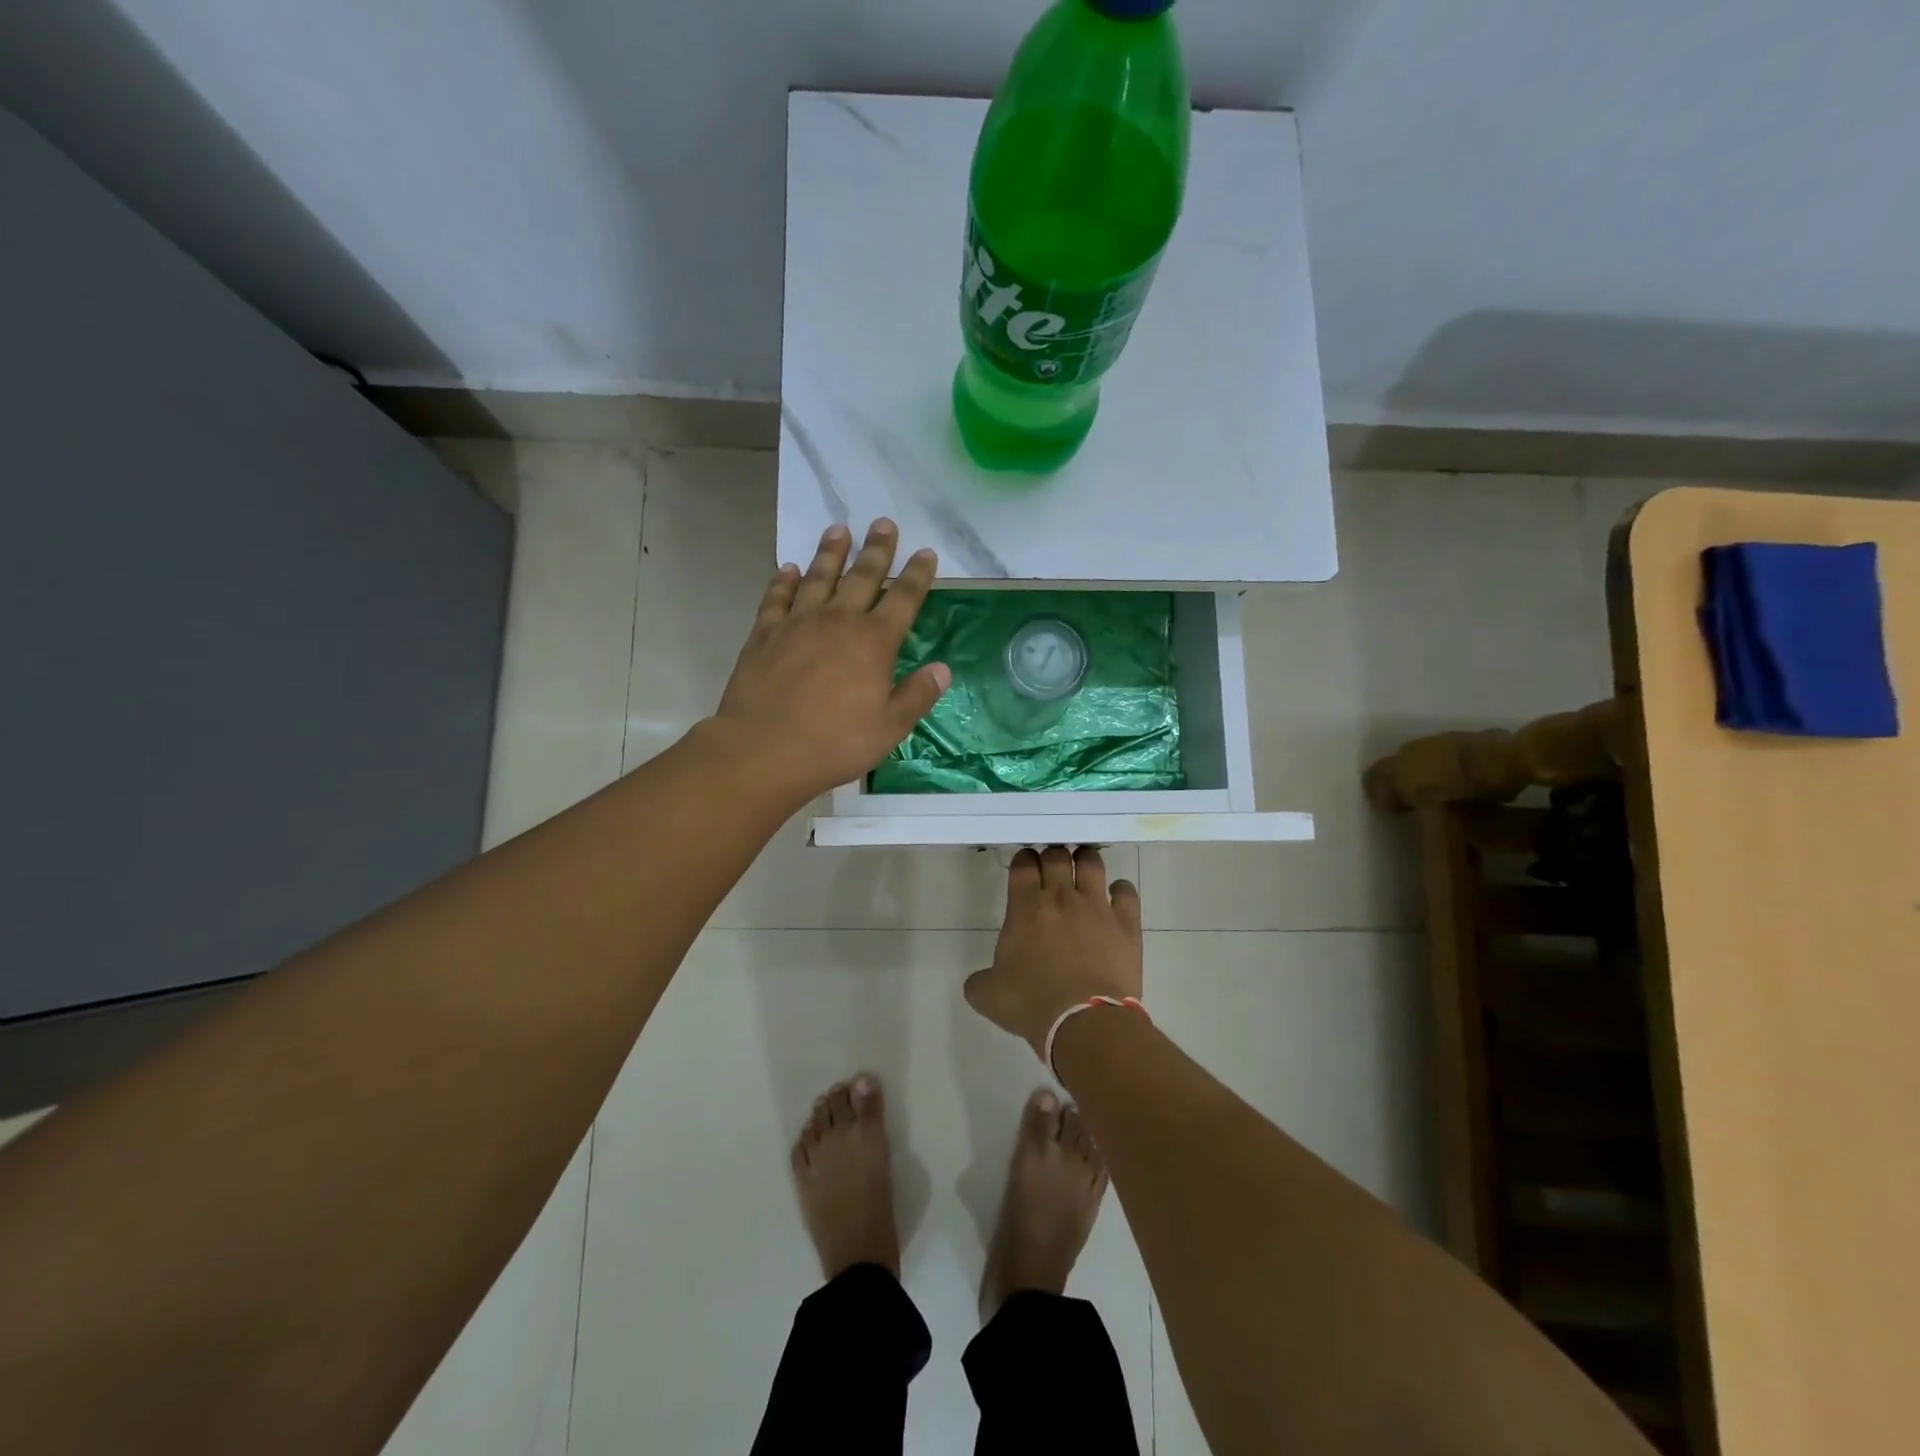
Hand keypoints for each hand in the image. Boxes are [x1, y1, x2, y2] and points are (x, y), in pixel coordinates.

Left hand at [713, 520, 948, 803]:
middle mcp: (838, 622)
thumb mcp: (889, 727)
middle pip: (862, 576)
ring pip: (818, 578)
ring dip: (830, 553)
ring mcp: (798, 624)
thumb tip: (942, 669)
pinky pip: (776, 598)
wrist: (764, 749)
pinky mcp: (764, 634)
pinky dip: (783, 581)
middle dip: (876, 549)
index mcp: (874, 642)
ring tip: (838, 529)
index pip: (903, 599)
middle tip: (884, 522)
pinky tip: (787, 569)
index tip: (926, 552)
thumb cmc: (835, 743)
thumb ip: (917, 695)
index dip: (917, 575)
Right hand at [965, 847, 1143, 1056]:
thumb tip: (977, 981)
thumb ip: (979, 981)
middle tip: (1053, 867)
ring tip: (1084, 866)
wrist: (1084, 1021)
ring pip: (1092, 863)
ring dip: (1086, 860)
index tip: (1026, 866)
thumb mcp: (989, 996)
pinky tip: (1117, 895)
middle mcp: (1061, 897)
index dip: (1024, 860)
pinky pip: (1127, 891)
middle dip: (1053, 855)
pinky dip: (1121, 889)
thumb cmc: (1032, 1004)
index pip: (1024, 865)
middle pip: (1057, 856)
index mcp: (1025, 908)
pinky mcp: (1125, 923)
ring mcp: (1096, 906)